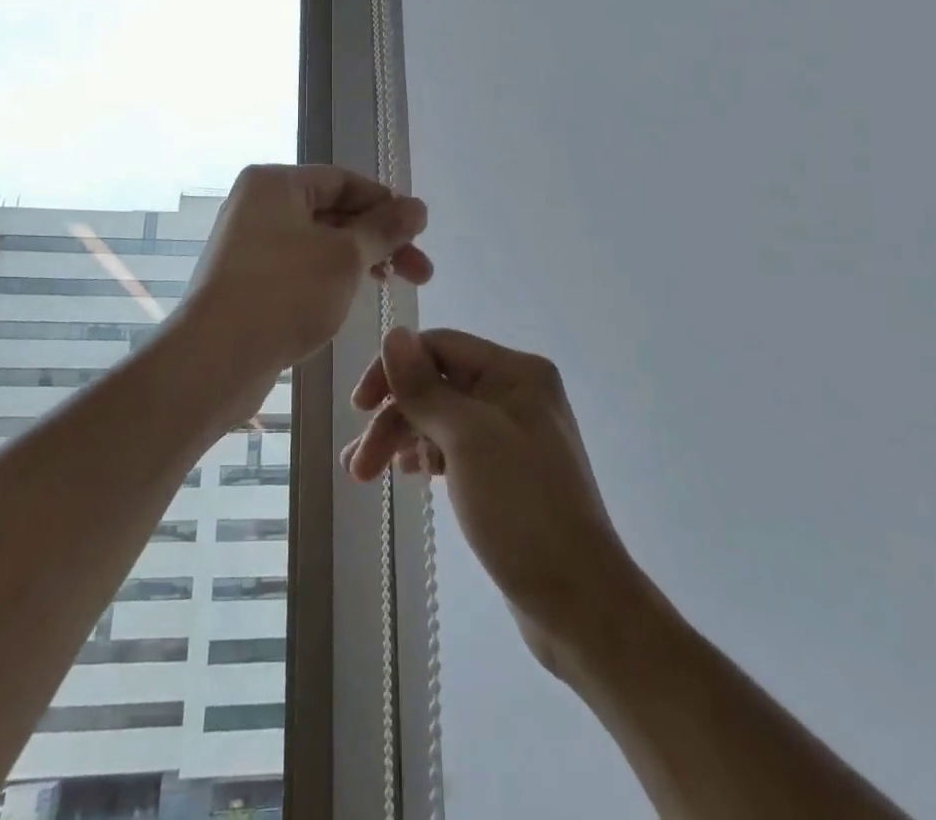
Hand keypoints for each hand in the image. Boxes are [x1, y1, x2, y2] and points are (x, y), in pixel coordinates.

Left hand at [186, 166, 431, 378]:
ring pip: (319, 242)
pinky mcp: (247, 280)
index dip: (386, 203)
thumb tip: (418, 206)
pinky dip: (331, 277)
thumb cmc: (284, 293)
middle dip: (380, 239)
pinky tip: (353, 299)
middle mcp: (258, 205)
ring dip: (360, 260)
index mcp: (275, 183)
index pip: (343, 180)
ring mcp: (249, 244)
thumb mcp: (345, 256)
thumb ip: (385, 228)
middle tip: (421, 272)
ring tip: (394, 287)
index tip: (419, 233)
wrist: (215, 359)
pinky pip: (300, 266)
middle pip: (333, 211)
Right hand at [344, 327, 632, 676]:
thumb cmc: (522, 509)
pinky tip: (406, 474)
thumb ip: (424, 386)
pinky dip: (425, 455)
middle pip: (436, 385)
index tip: (359, 408)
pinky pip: (454, 446)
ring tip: (363, 475)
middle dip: (393, 417)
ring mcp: (512, 433)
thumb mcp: (467, 439)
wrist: (579, 602)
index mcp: (515, 372)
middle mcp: (515, 393)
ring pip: (441, 418)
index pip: (439, 347)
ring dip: (400, 439)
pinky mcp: (506, 471)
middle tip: (357, 465)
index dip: (394, 369)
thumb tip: (393, 332)